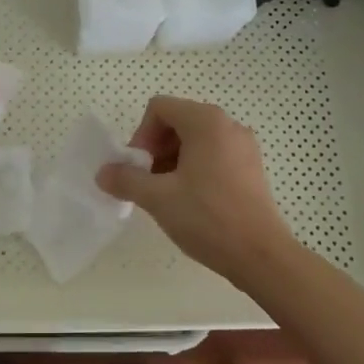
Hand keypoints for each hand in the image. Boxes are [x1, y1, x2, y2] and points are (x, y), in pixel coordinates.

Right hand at [95, 95, 295, 282]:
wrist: (260, 255)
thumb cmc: (208, 218)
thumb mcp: (158, 198)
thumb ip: (126, 179)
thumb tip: (102, 173)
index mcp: (206, 121)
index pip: (160, 108)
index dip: (141, 134)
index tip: (139, 168)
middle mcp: (228, 124)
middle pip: (178, 121)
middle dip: (156, 148)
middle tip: (148, 181)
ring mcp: (244, 145)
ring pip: (195, 139)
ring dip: (173, 159)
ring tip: (167, 194)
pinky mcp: (251, 167)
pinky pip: (214, 153)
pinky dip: (194, 167)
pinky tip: (190, 200)